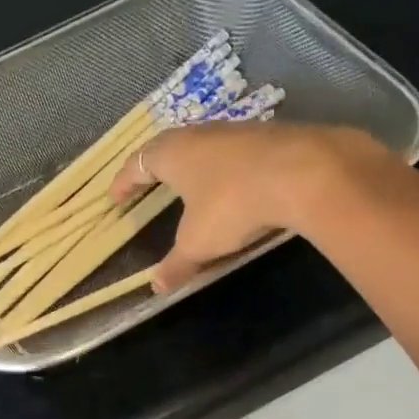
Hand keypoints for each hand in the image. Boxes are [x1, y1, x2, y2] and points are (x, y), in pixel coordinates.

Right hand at [109, 122, 407, 293]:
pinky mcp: (269, 138)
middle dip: (158, 168)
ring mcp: (237, 132)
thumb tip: (156, 287)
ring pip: (206, 147)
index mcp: (173, 153)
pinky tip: (234, 187)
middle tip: (150, 185)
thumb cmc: (233, 205)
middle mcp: (201, 134)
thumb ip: (177, 264)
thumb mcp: (198, 243)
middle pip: (170, 147)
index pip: (138, 163)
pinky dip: (227, 171)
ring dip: (195, 166)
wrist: (302, 173)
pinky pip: (236, 156)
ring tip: (192, 187)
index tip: (115, 196)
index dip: (125, 181)